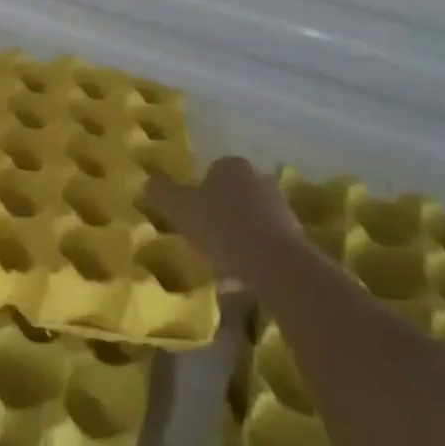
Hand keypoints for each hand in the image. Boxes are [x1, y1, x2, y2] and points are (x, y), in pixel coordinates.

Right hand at [145, 157, 306, 291]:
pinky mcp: (296, 236)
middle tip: (202, 242)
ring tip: (221, 269)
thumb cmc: (222, 228)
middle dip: (218, 217)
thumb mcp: (178, 208)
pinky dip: (252, 257)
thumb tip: (148, 180)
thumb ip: (160, 191)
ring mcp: (281, 207)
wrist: (276, 265)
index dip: (196, 195)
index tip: (189, 218)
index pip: (210, 173)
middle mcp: (260, 179)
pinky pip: (265, 244)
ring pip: (248, 222)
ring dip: (235, 240)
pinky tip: (241, 279)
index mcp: (232, 166)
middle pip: (231, 197)